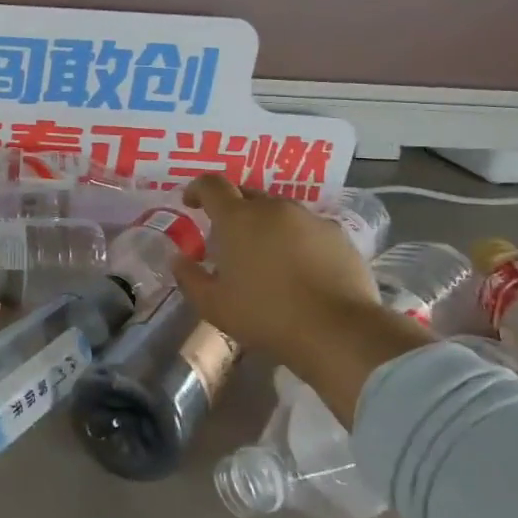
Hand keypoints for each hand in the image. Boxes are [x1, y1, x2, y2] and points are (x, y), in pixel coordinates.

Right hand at [172, 176, 434, 425]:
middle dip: (233, 210)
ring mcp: (310, 219)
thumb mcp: (213, 305)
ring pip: (279, 211)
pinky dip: (296, 240)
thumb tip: (178, 259)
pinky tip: (299, 268)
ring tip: (265, 255)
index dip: (197, 189)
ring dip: (266, 225)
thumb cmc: (265, 316)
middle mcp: (274, 208)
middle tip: (228, 238)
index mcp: (238, 218)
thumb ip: (189, 277)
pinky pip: (308, 228)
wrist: (337, 332)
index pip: (211, 185)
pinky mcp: (338, 235)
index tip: (190, 203)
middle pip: (247, 194)